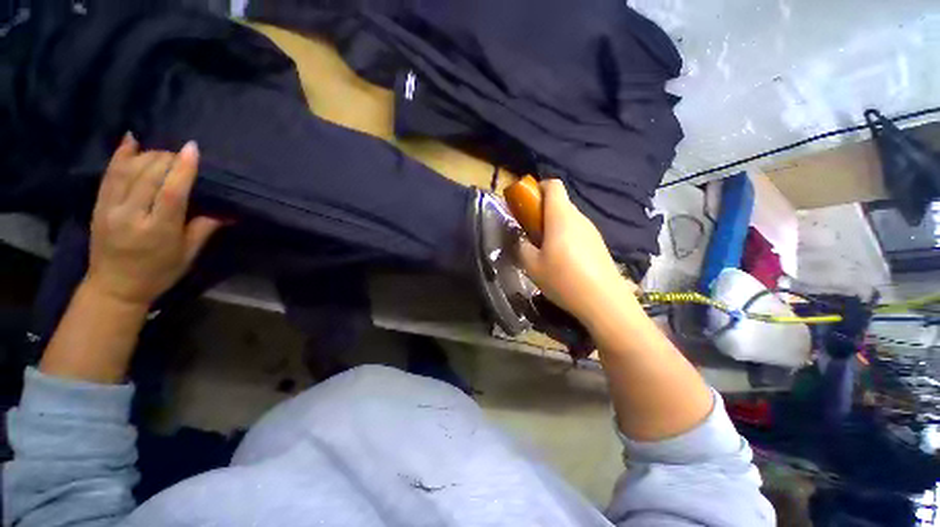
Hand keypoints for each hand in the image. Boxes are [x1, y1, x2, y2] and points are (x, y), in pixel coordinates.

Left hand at [84, 134, 221, 306]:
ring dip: (148, 156)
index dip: (183, 169)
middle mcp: (131, 216)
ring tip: (163, 154)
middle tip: (181, 156)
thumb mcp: (187, 256)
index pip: (171, 193)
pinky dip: (120, 155)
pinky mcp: (98, 205)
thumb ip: (203, 229)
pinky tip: (131, 141)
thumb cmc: (158, 273)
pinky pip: (109, 174)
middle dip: (167, 159)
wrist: (114, 287)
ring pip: (129, 171)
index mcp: (158, 231)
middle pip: (149, 176)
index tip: (192, 149)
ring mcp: (110, 209)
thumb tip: (227, 213)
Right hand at [515, 179, 635, 322]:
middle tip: (531, 234)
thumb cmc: (563, 279)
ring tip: (545, 251)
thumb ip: (521, 246)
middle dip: (542, 213)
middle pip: (560, 203)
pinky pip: (578, 232)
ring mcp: (592, 231)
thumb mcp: (531, 265)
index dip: (538, 188)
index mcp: (561, 217)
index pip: (553, 185)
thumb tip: (521, 239)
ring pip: (569, 219)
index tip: (527, 204)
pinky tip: (563, 262)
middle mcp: (579, 218)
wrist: (604, 302)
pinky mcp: (599, 245)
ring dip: (554, 227)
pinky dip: (566, 238)